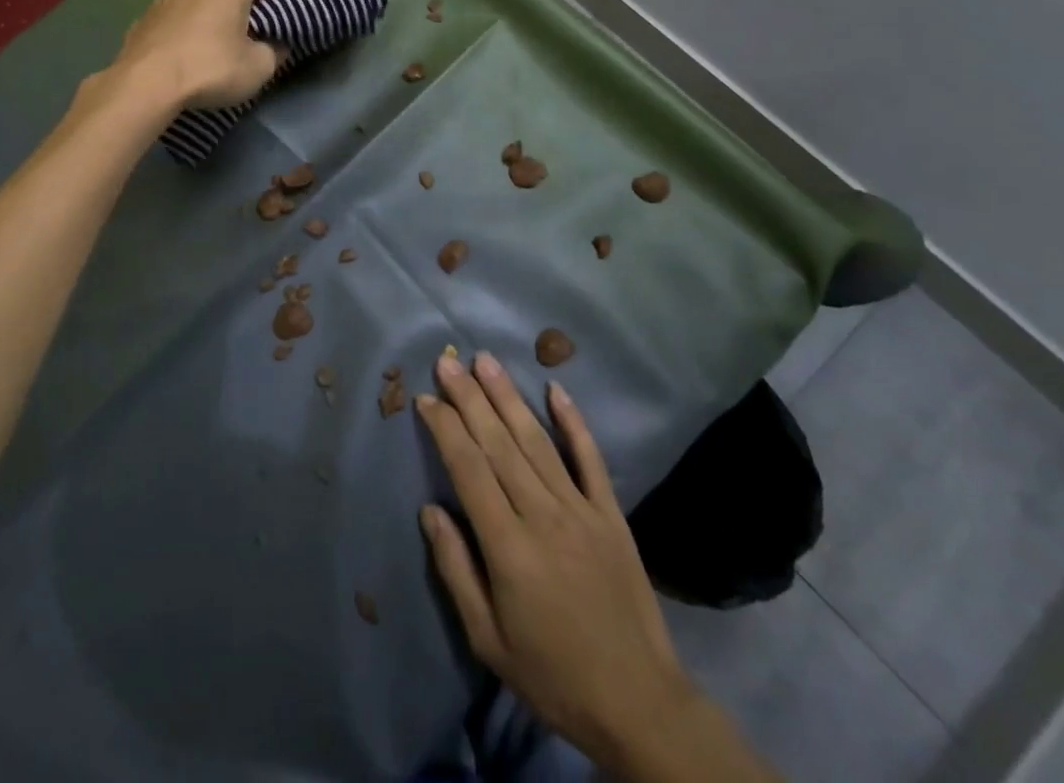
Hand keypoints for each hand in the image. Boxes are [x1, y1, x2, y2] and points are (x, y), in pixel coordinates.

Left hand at [111, 0, 286, 110]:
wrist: (143, 87)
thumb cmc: (210, 69)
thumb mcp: (259, 67)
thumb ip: (275, 51)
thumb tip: (276, 45)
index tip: (295, 6)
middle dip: (249, 3)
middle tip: (261, 30)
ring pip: (201, 0)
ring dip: (214, 15)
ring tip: (221, 42)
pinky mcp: (143, 19)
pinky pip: (176, 19)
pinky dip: (188, 30)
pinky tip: (188, 53)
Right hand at [418, 353, 721, 780]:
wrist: (639, 703)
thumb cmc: (552, 674)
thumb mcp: (488, 638)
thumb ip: (456, 570)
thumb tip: (430, 509)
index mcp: (509, 546)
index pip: (468, 469)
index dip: (445, 429)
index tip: (425, 398)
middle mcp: (543, 515)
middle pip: (499, 443)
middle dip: (469, 398)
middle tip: (447, 362)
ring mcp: (581, 509)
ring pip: (537, 440)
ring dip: (508, 397)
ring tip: (485, 361)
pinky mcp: (611, 513)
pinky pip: (590, 458)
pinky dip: (574, 421)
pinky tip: (556, 388)